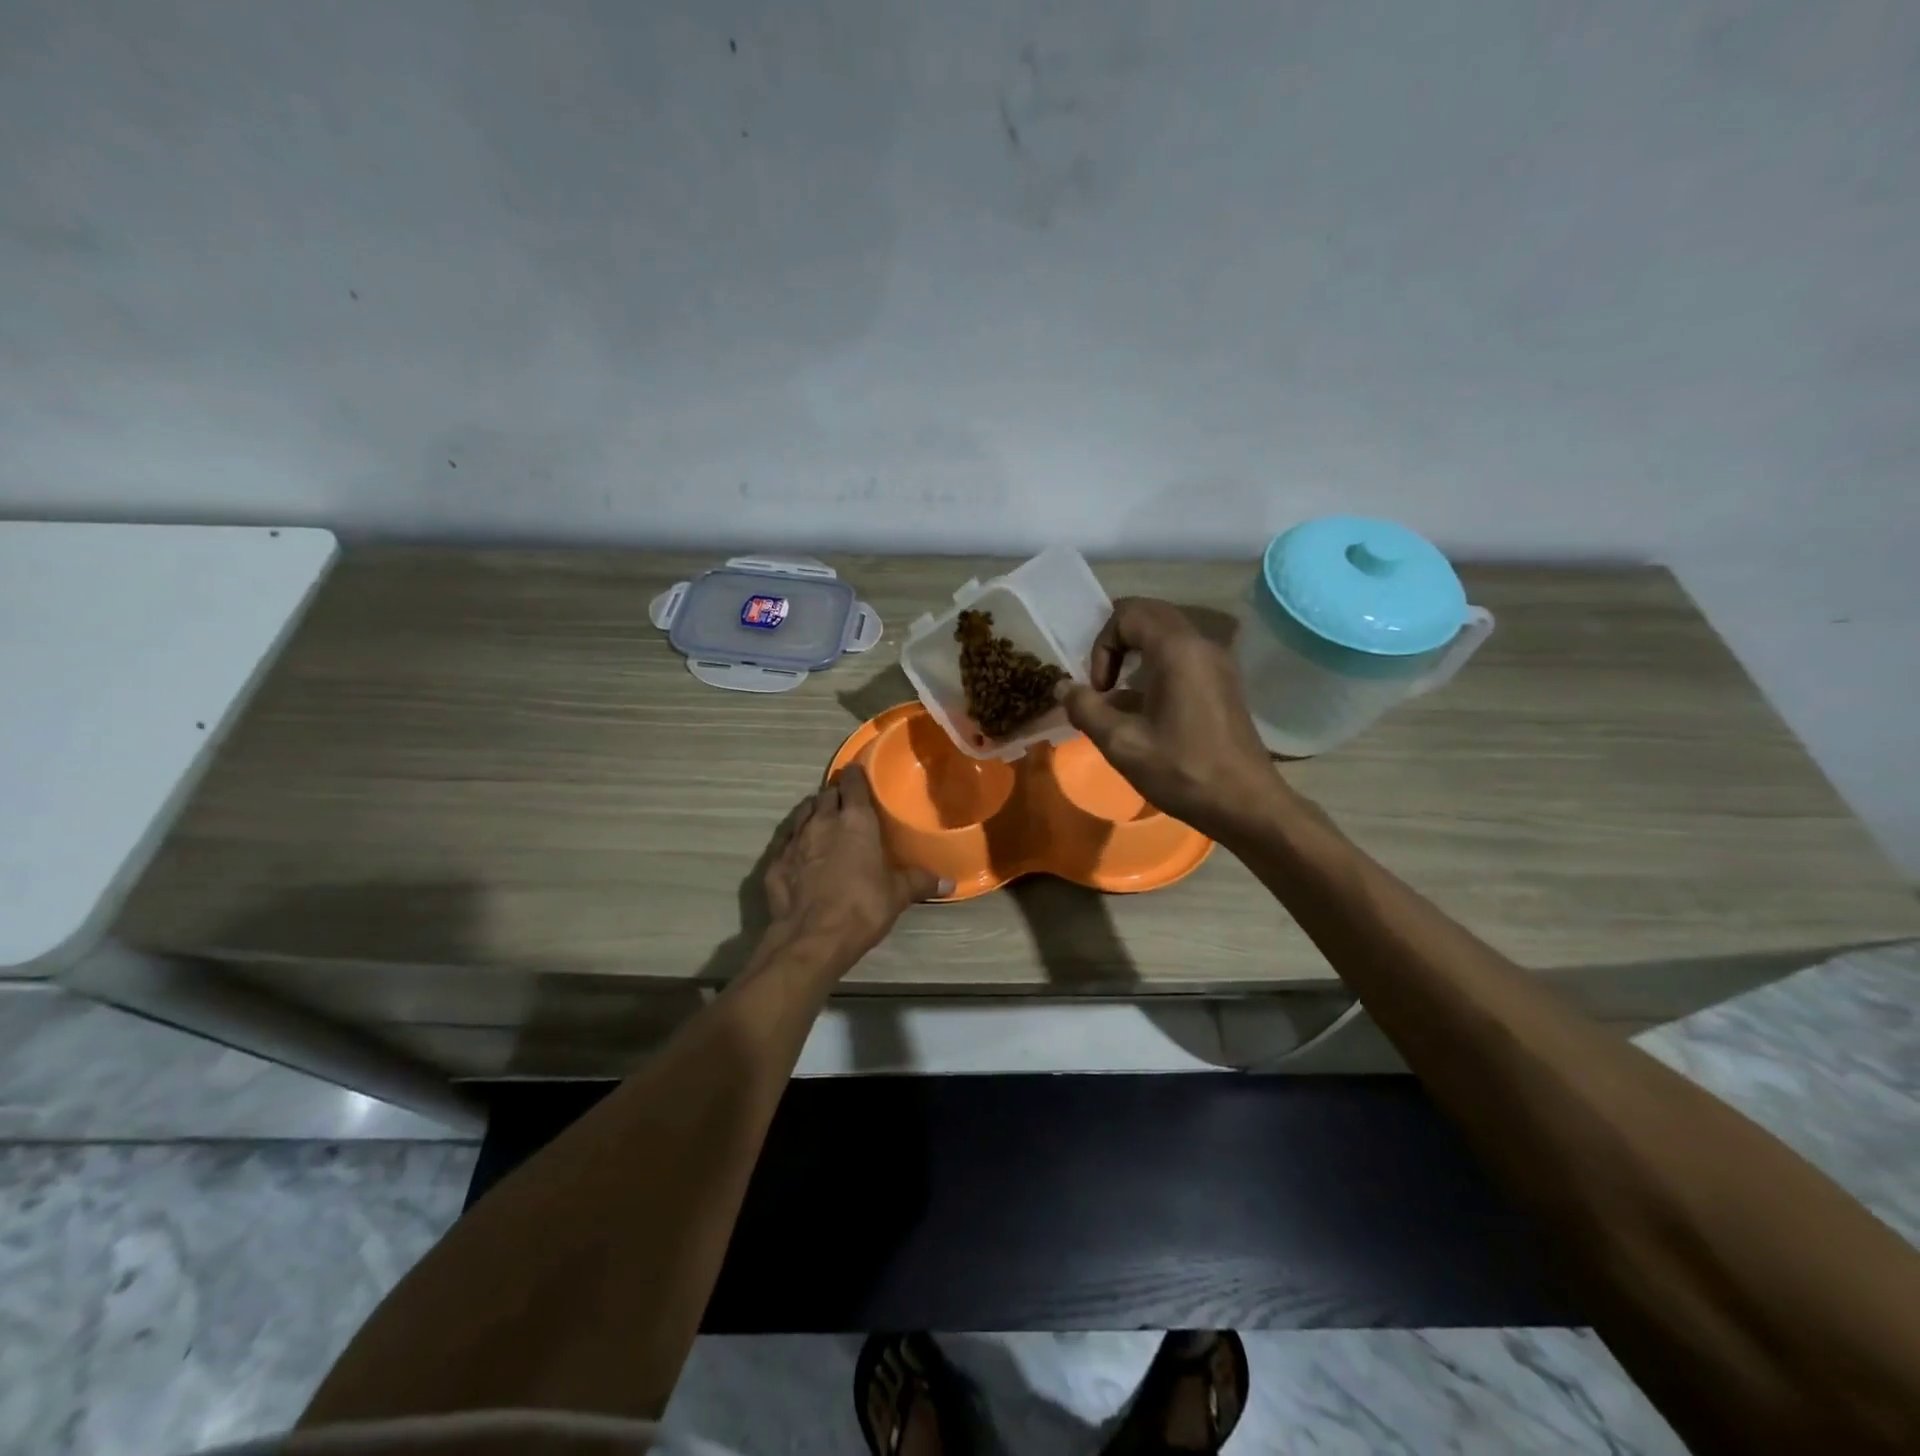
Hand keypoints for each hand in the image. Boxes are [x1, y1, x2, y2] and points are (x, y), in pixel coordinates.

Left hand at [762, 764, 952, 960]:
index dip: (856, 776)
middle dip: (835, 793)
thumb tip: (949, 883)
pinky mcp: (774, 861)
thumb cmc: (862, 907)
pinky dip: (794, 838)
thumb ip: (920, 882)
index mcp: (855, 820)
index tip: (858, 772)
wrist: (812, 937)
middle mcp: (822, 821)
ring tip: (821, 816)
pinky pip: (785, 839)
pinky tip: (798, 848)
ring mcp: (795, 839)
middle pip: (826, 795)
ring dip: (812, 810)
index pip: (853, 784)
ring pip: (802, 812)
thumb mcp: (897, 894)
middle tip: (844, 800)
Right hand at [1056, 597, 1286, 836]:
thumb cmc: (1182, 771)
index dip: (1102, 645)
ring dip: (1136, 657)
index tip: (1100, 688)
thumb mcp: (1121, 743)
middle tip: (1103, 683)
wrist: (1245, 805)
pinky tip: (1147, 713)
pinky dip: (1157, 670)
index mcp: (1178, 650)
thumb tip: (1063, 687)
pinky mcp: (1224, 684)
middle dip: (1117, 643)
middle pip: (1149, 616)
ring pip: (1167, 637)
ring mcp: (1218, 663)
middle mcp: (1202, 645)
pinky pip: (1183, 658)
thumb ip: (1086, 709)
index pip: (1128, 613)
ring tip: (1120, 699)